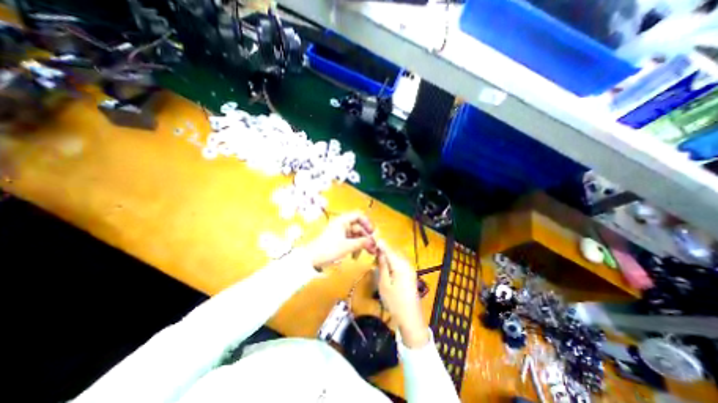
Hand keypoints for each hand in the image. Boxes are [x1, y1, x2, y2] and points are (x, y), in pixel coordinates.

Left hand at [305, 212, 376, 268]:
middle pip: (359, 227)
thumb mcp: (347, 246)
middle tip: (373, 247)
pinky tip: (355, 256)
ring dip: (362, 243)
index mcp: (342, 221)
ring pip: (356, 235)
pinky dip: (355, 247)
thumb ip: (362, 242)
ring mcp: (340, 233)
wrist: (312, 259)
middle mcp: (342, 224)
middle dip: (366, 237)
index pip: (358, 216)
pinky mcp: (338, 240)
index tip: (372, 232)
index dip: (367, 223)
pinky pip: (350, 241)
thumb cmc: (329, 249)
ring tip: (367, 253)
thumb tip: (373, 241)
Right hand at [376, 242, 430, 348]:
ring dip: (387, 256)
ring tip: (377, 261)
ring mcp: (410, 269)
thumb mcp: (384, 284)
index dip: (380, 244)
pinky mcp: (410, 274)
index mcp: (400, 265)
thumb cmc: (395, 302)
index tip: (372, 238)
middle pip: (393, 252)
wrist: (411, 318)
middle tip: (372, 254)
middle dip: (383, 250)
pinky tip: (385, 268)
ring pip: (396, 256)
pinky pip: (399, 262)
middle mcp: (407, 264)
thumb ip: (382, 266)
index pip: (388, 250)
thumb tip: (380, 251)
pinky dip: (392, 262)